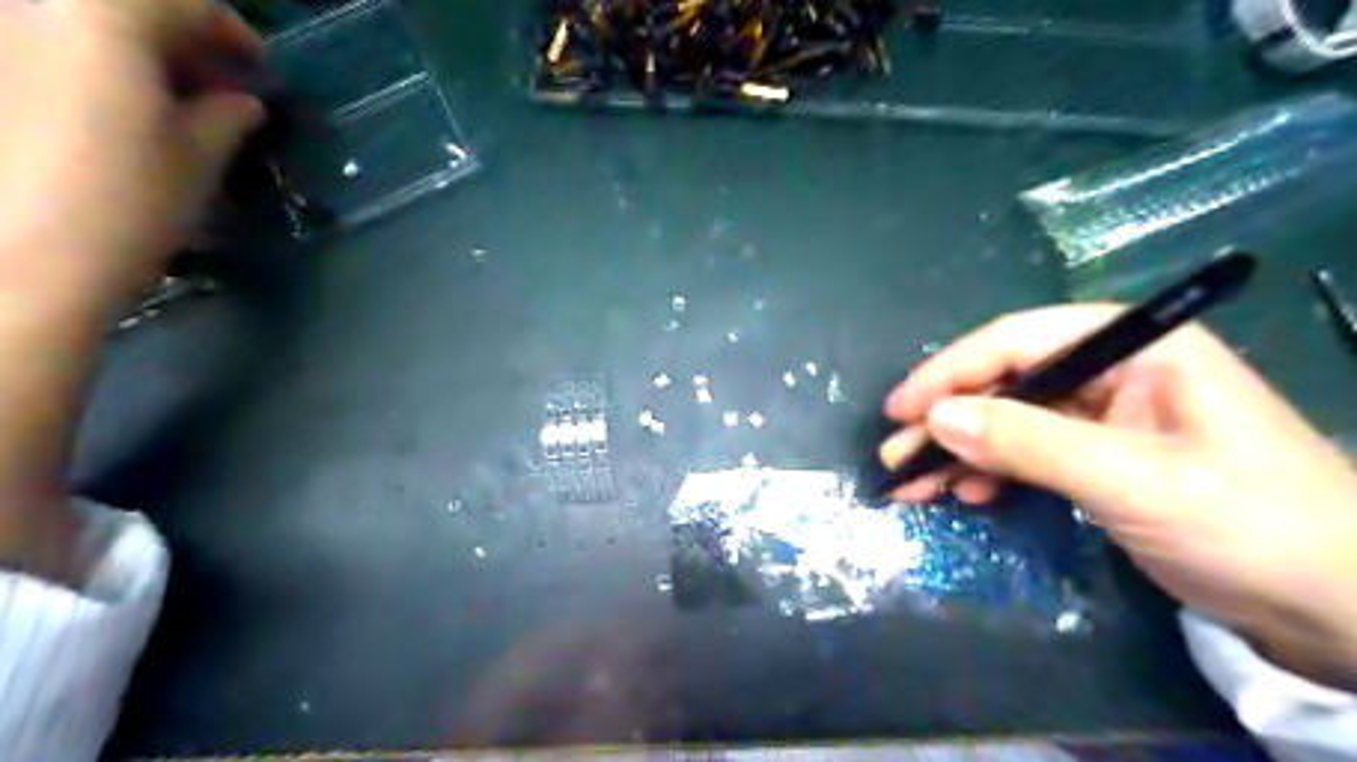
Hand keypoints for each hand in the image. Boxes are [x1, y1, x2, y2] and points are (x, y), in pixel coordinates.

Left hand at [1, 1, 265, 302]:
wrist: (20, 259)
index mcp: (102, 17)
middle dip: (185, 38)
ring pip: (88, 27)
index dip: (234, 33)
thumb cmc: (127, 201)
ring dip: (142, 54)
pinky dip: (101, 69)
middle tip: (223, 85)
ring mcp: (4, 39)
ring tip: (179, 102)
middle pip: (128, 7)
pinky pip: (55, 49)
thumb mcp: (198, 158)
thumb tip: (241, 100)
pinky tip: (128, 113)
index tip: (262, 71)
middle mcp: (36, 8)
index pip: (187, 2)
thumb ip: (226, 116)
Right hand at [886, 305, 1356, 686]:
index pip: (1018, 342)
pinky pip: (1029, 454)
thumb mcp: (1131, 481)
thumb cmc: (1250, 526)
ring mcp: (1106, 417)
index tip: (900, 409)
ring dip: (960, 452)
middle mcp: (1114, 371)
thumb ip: (1029, 442)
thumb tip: (935, 418)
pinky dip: (992, 474)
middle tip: (895, 454)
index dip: (951, 373)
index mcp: (1135, 347)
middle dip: (948, 420)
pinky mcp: (1102, 459)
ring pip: (1011, 421)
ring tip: (913, 484)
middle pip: (1007, 382)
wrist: (1338, 611)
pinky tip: (966, 495)